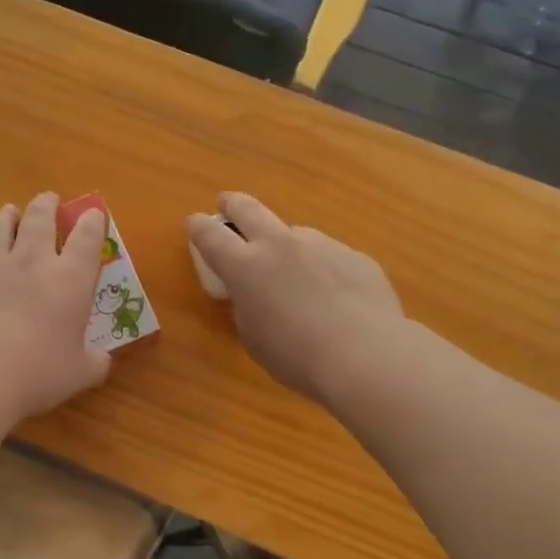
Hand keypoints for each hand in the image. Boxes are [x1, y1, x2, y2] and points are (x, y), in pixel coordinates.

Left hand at [0, 192, 110, 418]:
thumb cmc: (39, 372)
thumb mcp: (80, 373)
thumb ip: (94, 362)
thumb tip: (102, 360)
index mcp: (69, 279)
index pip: (86, 238)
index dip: (91, 222)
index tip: (92, 213)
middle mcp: (31, 262)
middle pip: (40, 219)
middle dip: (46, 205)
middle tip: (48, 198)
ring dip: (5, 217)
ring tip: (8, 210)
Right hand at [186, 191, 405, 399]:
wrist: (365, 354)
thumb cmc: (296, 355)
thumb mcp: (253, 337)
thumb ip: (247, 307)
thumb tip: (255, 295)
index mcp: (246, 266)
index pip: (211, 236)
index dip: (198, 227)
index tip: (193, 223)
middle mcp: (281, 245)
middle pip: (249, 210)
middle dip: (233, 205)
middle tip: (227, 203)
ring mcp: (322, 245)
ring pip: (294, 233)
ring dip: (284, 243)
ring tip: (291, 270)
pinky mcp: (355, 257)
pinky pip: (329, 256)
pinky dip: (321, 267)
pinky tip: (333, 295)